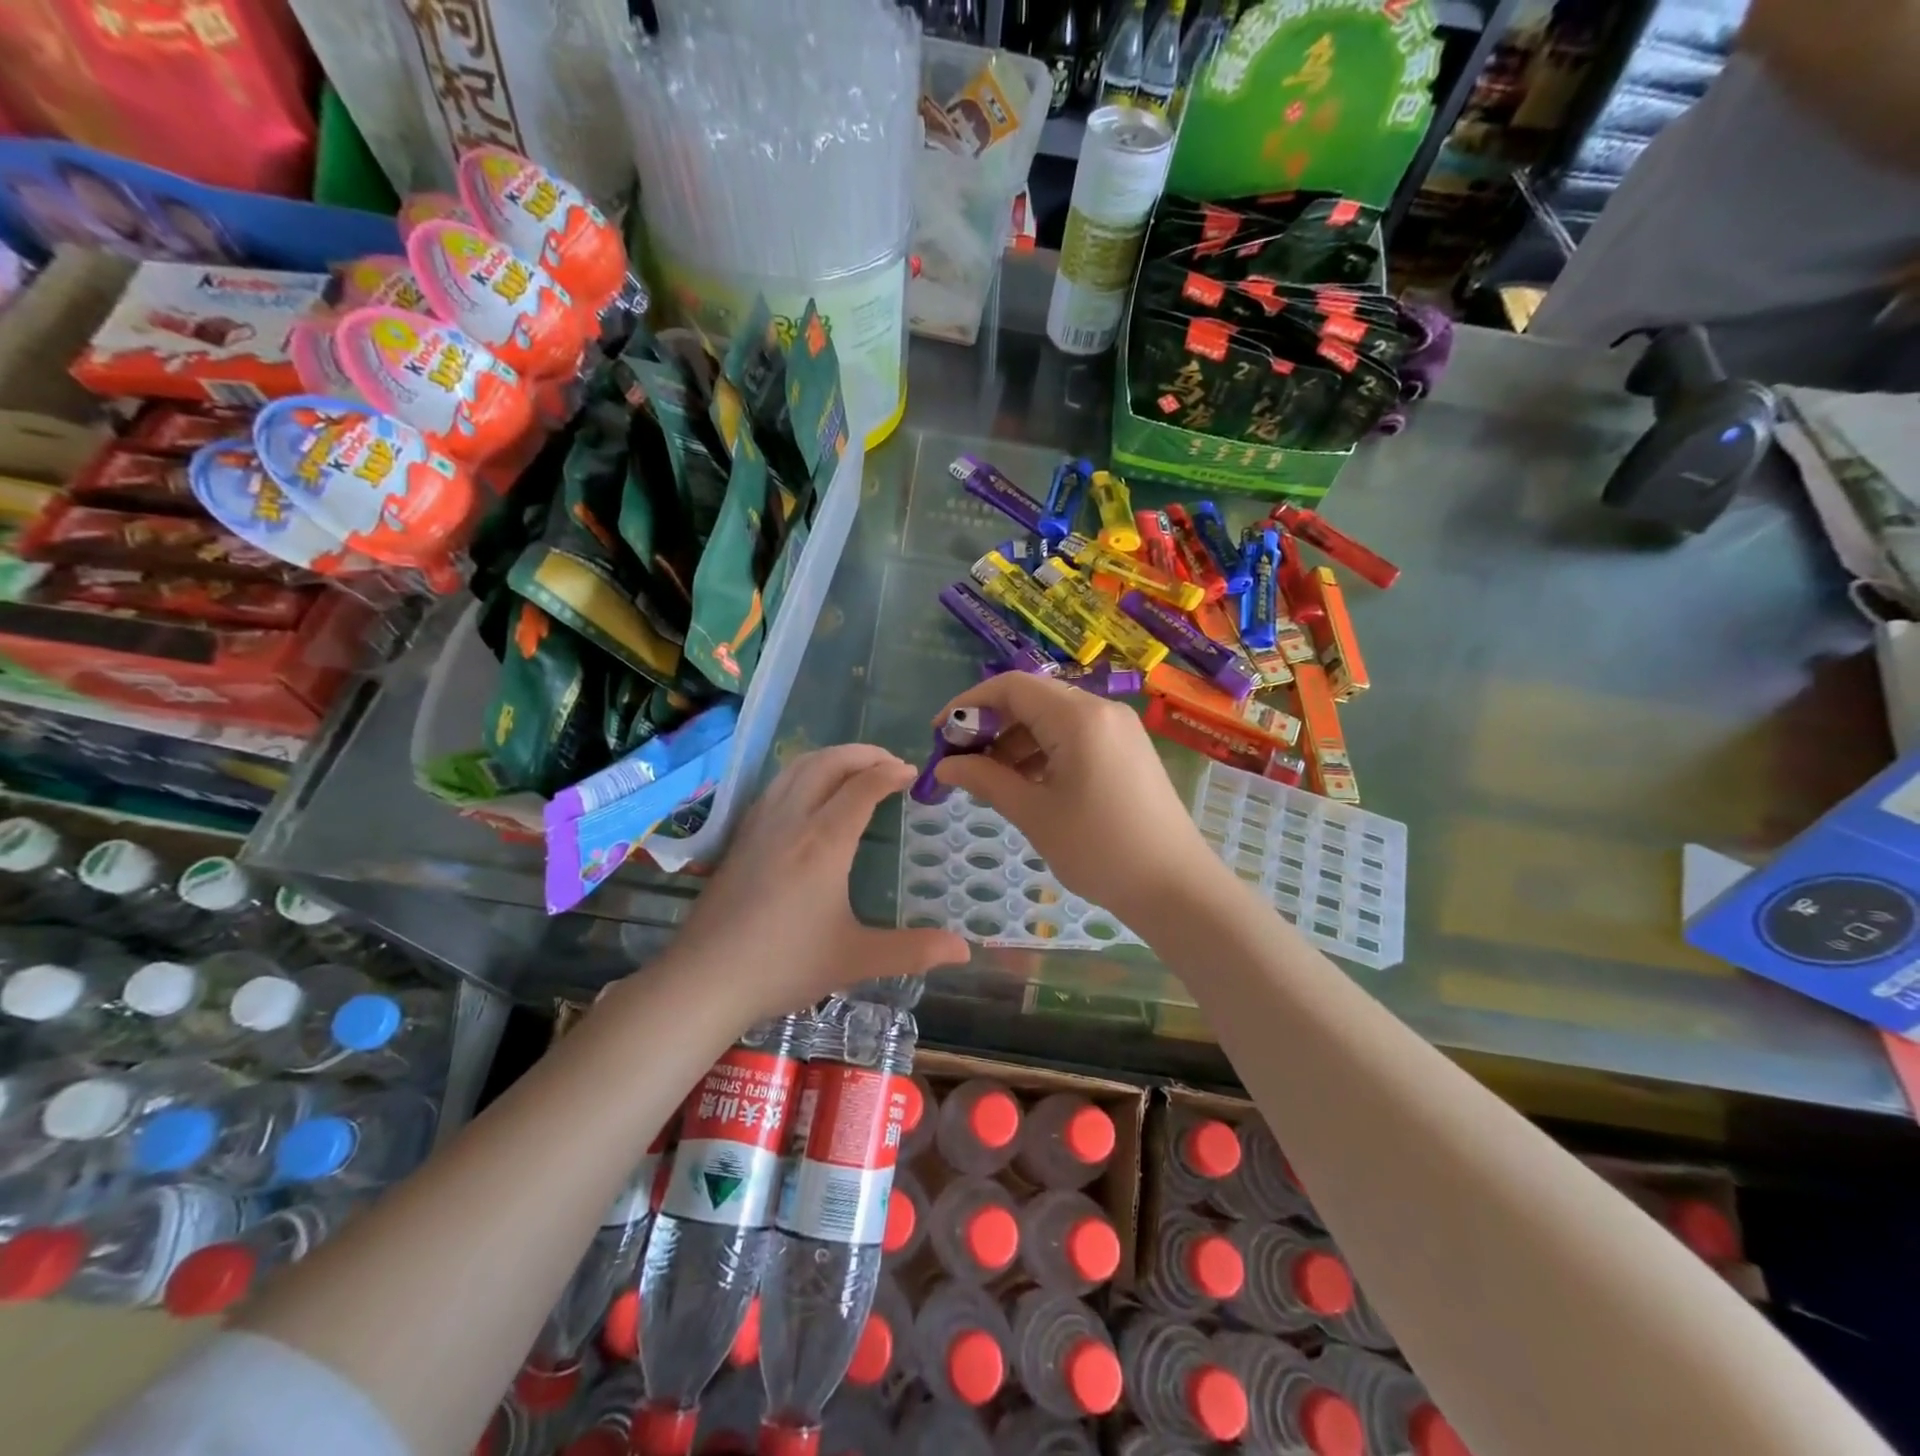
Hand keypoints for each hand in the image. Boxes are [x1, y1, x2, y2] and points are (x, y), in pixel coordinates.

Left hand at [668, 744, 970, 1021]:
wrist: (705, 979)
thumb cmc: (784, 966)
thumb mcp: (855, 959)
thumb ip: (912, 950)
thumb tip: (964, 950)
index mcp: (824, 842)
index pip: (863, 787)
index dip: (891, 773)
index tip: (913, 774)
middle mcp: (792, 821)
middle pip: (829, 763)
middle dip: (864, 753)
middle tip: (890, 763)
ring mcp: (761, 824)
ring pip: (797, 768)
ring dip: (832, 757)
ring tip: (856, 768)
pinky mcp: (740, 836)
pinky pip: (777, 785)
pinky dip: (804, 773)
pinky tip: (810, 794)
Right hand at [932, 673, 1222, 918]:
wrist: (1176, 887)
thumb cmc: (1100, 850)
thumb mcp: (1034, 814)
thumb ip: (986, 780)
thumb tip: (945, 765)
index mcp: (1078, 717)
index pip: (1011, 687)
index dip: (969, 703)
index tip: (940, 733)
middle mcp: (1101, 710)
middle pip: (1032, 698)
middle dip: (990, 724)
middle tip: (961, 760)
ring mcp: (1119, 729)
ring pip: (1053, 718)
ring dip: (1015, 740)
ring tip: (989, 779)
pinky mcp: (1127, 750)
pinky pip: (1075, 736)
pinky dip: (1043, 752)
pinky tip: (1026, 783)